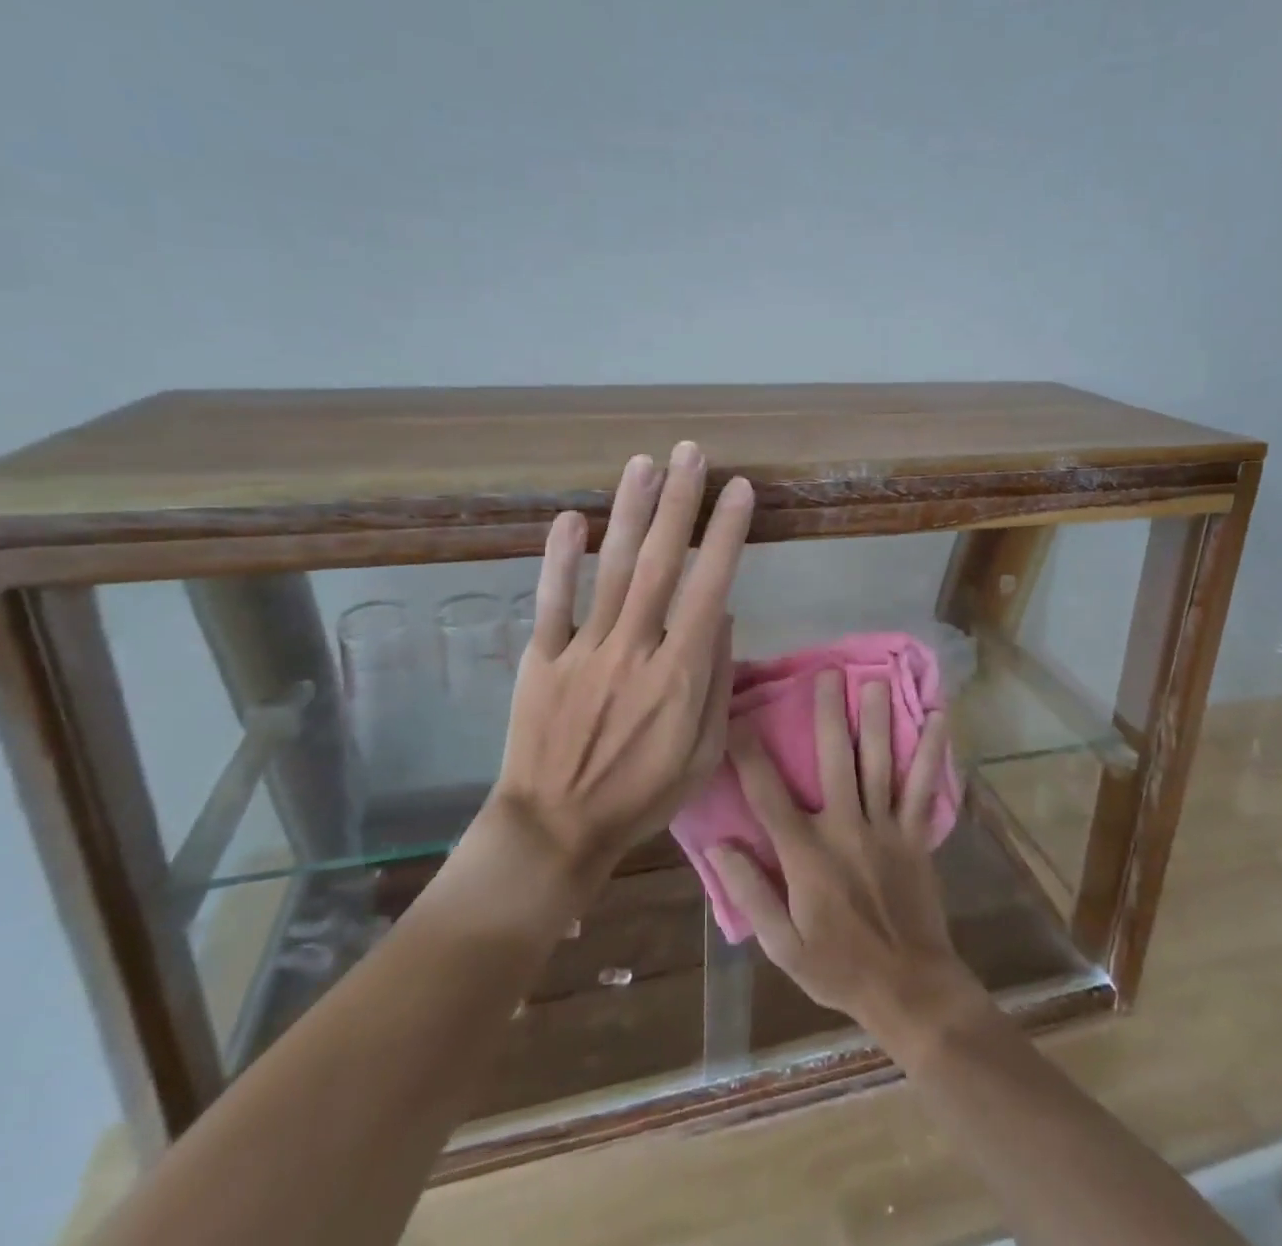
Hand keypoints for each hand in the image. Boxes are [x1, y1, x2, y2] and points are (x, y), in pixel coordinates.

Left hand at [486, 442, 752, 892]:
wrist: (556, 828)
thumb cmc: (641, 795)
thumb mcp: (704, 754)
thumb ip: (717, 682)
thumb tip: (723, 616)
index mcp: (680, 674)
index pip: (711, 588)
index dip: (726, 535)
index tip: (739, 491)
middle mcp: (635, 649)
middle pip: (662, 564)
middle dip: (680, 504)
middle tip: (691, 454)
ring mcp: (585, 650)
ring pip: (613, 570)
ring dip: (630, 513)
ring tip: (644, 464)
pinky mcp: (542, 658)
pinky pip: (553, 601)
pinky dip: (561, 559)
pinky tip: (571, 518)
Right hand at [709, 672, 985, 1038]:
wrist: (909, 990)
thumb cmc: (838, 968)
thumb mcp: (782, 945)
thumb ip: (749, 892)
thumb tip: (719, 844)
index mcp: (806, 854)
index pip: (768, 793)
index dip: (748, 752)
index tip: (736, 715)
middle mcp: (845, 828)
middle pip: (833, 760)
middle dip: (828, 713)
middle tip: (826, 672)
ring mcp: (885, 829)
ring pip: (878, 763)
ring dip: (876, 719)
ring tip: (874, 680)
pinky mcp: (915, 836)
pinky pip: (923, 787)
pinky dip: (932, 752)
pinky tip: (939, 717)